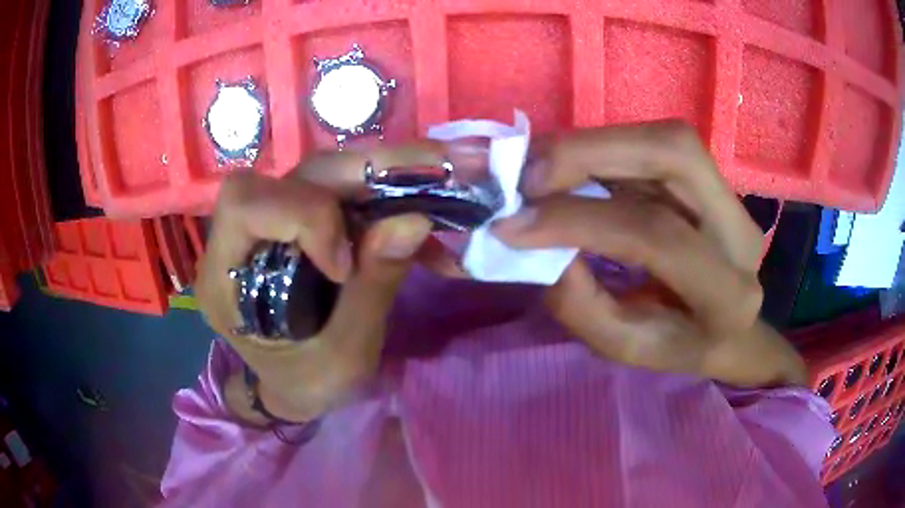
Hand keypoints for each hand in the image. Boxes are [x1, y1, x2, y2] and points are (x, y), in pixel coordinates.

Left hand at [197, 143, 448, 422]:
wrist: (296, 385)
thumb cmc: (307, 384)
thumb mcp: (343, 357)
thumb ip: (372, 290)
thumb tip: (414, 220)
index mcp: (225, 277)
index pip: (245, 206)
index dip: (304, 215)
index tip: (344, 265)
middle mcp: (241, 236)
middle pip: (293, 175)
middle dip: (364, 172)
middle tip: (431, 173)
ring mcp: (274, 223)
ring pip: (324, 172)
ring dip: (384, 178)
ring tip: (435, 191)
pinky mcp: (300, 221)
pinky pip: (342, 192)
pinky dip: (388, 201)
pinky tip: (420, 226)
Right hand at [494, 121, 805, 387]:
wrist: (729, 326)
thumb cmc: (679, 345)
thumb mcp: (626, 347)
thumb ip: (582, 304)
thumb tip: (535, 241)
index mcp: (727, 294)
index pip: (655, 234)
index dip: (578, 218)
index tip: (512, 225)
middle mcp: (740, 231)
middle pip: (672, 153)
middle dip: (588, 152)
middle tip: (525, 175)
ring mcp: (731, 196)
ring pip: (664, 138)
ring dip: (593, 143)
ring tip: (539, 168)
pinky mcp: (713, 176)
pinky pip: (655, 144)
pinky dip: (603, 148)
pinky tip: (571, 167)